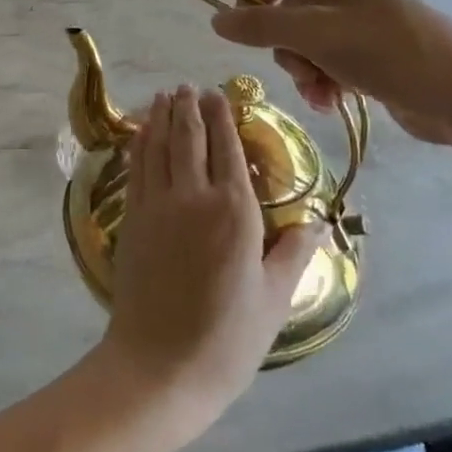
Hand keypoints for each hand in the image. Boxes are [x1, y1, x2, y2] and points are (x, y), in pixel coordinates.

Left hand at [99, 85, 321, 444]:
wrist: (160, 364)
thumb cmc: (228, 337)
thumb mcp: (275, 298)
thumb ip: (294, 252)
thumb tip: (320, 221)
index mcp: (235, 212)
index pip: (228, 149)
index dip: (222, 117)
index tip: (218, 93)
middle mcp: (193, 197)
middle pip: (189, 138)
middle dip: (188, 107)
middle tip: (189, 86)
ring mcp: (156, 205)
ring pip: (157, 147)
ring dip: (160, 117)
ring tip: (164, 96)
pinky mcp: (131, 218)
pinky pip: (136, 169)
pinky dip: (139, 144)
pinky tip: (140, 134)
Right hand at [210, 0, 451, 146]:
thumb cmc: (386, 50)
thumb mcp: (314, 34)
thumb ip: (260, 26)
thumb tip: (216, 19)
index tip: (240, 30)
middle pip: (287, 9)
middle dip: (285, 47)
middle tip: (299, 69)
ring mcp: (361, 17)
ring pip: (304, 40)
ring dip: (303, 69)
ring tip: (320, 92)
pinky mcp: (372, 49)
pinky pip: (327, 58)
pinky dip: (323, 80)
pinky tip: (331, 101)